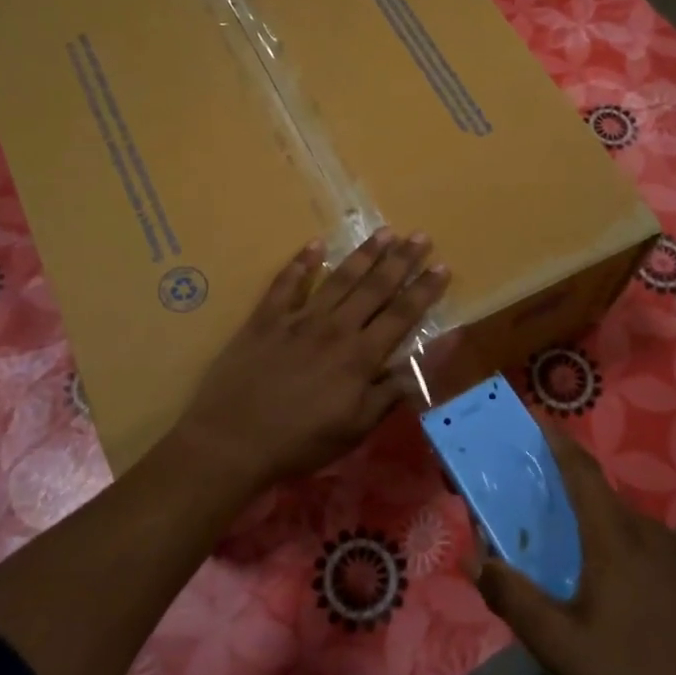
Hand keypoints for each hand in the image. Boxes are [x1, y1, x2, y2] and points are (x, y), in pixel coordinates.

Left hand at [174, 230, 448, 496]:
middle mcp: (335, 328)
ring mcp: (298, 319)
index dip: (424, 290)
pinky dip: (301, 263)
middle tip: (420, 236)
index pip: (401, 315)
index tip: (443, 266)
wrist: (232, 441)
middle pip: (375, 288)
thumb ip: (394, 389)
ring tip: (385, 232)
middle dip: (401, 260)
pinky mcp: (266, 319)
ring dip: (364, 254)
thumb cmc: (301, 442)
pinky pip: (286, 283)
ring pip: (339, 278)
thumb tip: (429, 359)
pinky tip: (315, 245)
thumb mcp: (357, 427)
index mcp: (360, 356)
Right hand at [476, 426, 675, 674]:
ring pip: (623, 524)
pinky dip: (617, 548)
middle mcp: (648, 532)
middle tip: (532, 505)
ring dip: (591, 525)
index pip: (581, 470)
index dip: (556, 441)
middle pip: (599, 496)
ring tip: (565, 555)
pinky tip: (609, 591)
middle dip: (564, 491)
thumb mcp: (559, 646)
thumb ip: (513, 598)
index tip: (533, 420)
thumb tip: (476, 560)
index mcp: (615, 536)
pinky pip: (644, 547)